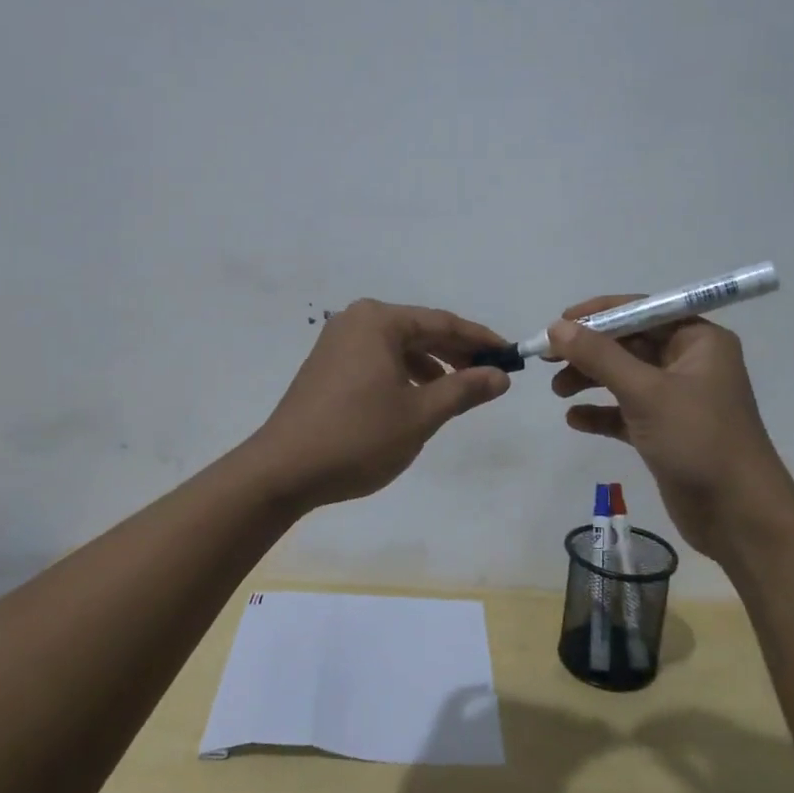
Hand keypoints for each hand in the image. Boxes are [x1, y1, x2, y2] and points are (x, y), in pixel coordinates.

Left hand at [246, 299, 511, 508]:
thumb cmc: (357, 437)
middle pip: (420, 331)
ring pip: (399, 347)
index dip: (480, 340)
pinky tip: (419, 399)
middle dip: (457, 353)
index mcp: (378, 321)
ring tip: (459, 391)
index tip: (511, 354)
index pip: (442, 322)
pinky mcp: (328, 367)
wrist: (282, 471)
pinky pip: (379, 360)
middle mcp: (356, 321)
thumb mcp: (420, 414)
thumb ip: (464, 390)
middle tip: (491, 375)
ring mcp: (338, 343)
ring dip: (432, 366)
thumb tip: (501, 376)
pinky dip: (404, 375)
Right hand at [547, 296, 793, 562]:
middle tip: (547, 359)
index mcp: (698, 340)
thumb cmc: (699, 439)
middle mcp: (690, 363)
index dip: (599, 314)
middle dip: (589, 351)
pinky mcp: (666, 432)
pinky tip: (574, 420)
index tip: (559, 322)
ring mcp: (678, 399)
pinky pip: (626, 412)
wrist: (739, 517)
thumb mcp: (646, 392)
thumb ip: (599, 356)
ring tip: (558, 391)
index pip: (642, 311)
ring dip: (590, 380)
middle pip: (629, 344)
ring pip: (625, 378)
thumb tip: (557, 326)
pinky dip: (601, 413)